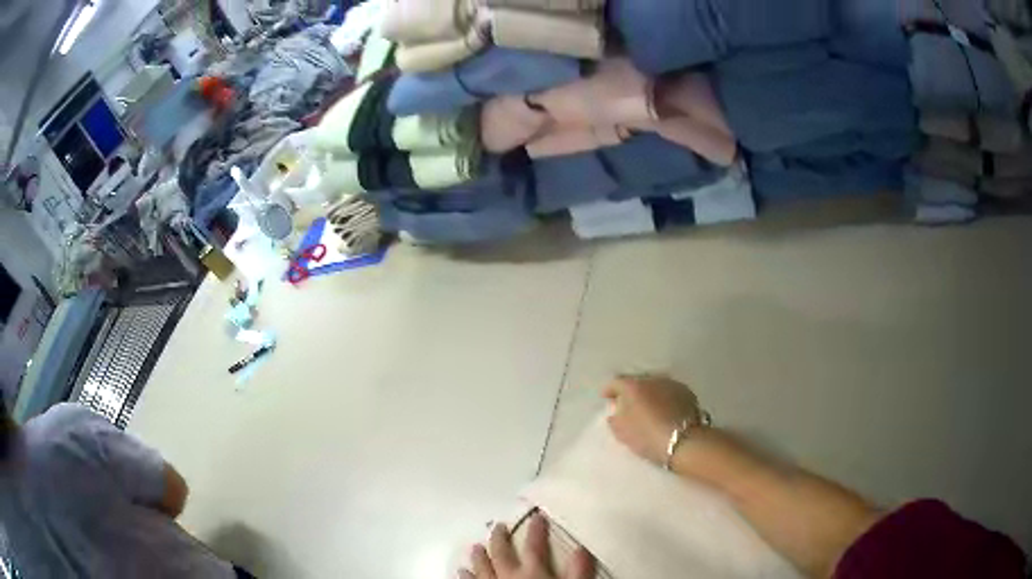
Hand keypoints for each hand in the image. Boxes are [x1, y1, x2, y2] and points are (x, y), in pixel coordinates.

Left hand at [459, 513, 594, 578]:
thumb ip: (578, 571)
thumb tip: (581, 549)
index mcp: (532, 572)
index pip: (534, 546)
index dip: (536, 530)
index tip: (537, 516)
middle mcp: (508, 576)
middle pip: (501, 553)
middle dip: (499, 538)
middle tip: (498, 526)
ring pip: (481, 567)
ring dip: (478, 557)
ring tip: (475, 547)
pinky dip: (465, 576)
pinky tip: (461, 572)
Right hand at [603, 375, 703, 465]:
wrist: (686, 441)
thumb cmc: (648, 436)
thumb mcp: (622, 432)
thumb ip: (615, 419)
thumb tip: (616, 410)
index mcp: (633, 386)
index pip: (616, 382)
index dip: (609, 390)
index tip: (606, 398)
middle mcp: (652, 379)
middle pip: (637, 381)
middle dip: (631, 391)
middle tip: (627, 404)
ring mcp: (672, 384)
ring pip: (655, 385)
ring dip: (649, 394)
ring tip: (647, 407)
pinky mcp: (688, 392)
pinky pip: (669, 392)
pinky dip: (664, 398)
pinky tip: (664, 410)